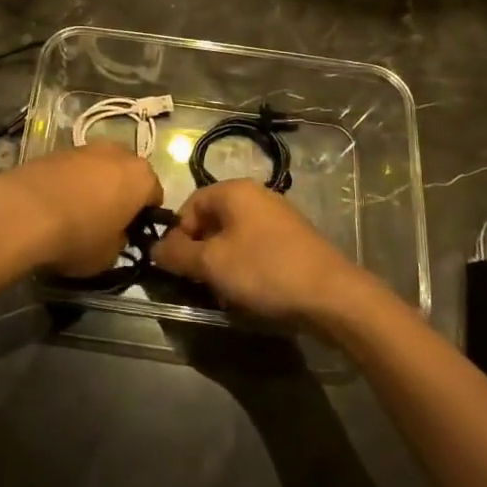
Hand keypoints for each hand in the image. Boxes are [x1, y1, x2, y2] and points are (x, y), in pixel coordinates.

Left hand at [0, 144, 162, 277]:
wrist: (23, 212)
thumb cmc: (77, 236)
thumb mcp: (109, 255)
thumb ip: (121, 240)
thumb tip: (115, 233)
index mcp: (141, 177)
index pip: (155, 196)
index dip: (145, 216)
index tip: (131, 233)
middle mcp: (118, 153)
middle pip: (127, 174)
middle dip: (121, 193)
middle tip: (106, 220)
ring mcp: (86, 147)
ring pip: (100, 168)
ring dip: (95, 185)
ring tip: (77, 211)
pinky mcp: (56, 149)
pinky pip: (74, 168)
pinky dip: (70, 181)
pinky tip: (56, 203)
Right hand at [151, 180, 365, 323]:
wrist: (332, 296)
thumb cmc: (264, 270)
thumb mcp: (212, 264)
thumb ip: (177, 254)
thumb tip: (154, 248)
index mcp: (234, 191)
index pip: (189, 206)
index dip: (177, 236)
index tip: (177, 267)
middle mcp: (256, 195)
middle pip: (212, 221)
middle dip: (200, 253)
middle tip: (199, 284)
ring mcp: (278, 217)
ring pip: (233, 238)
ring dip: (222, 265)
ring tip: (224, 294)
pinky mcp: (294, 241)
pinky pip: (256, 249)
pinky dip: (245, 268)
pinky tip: (249, 294)